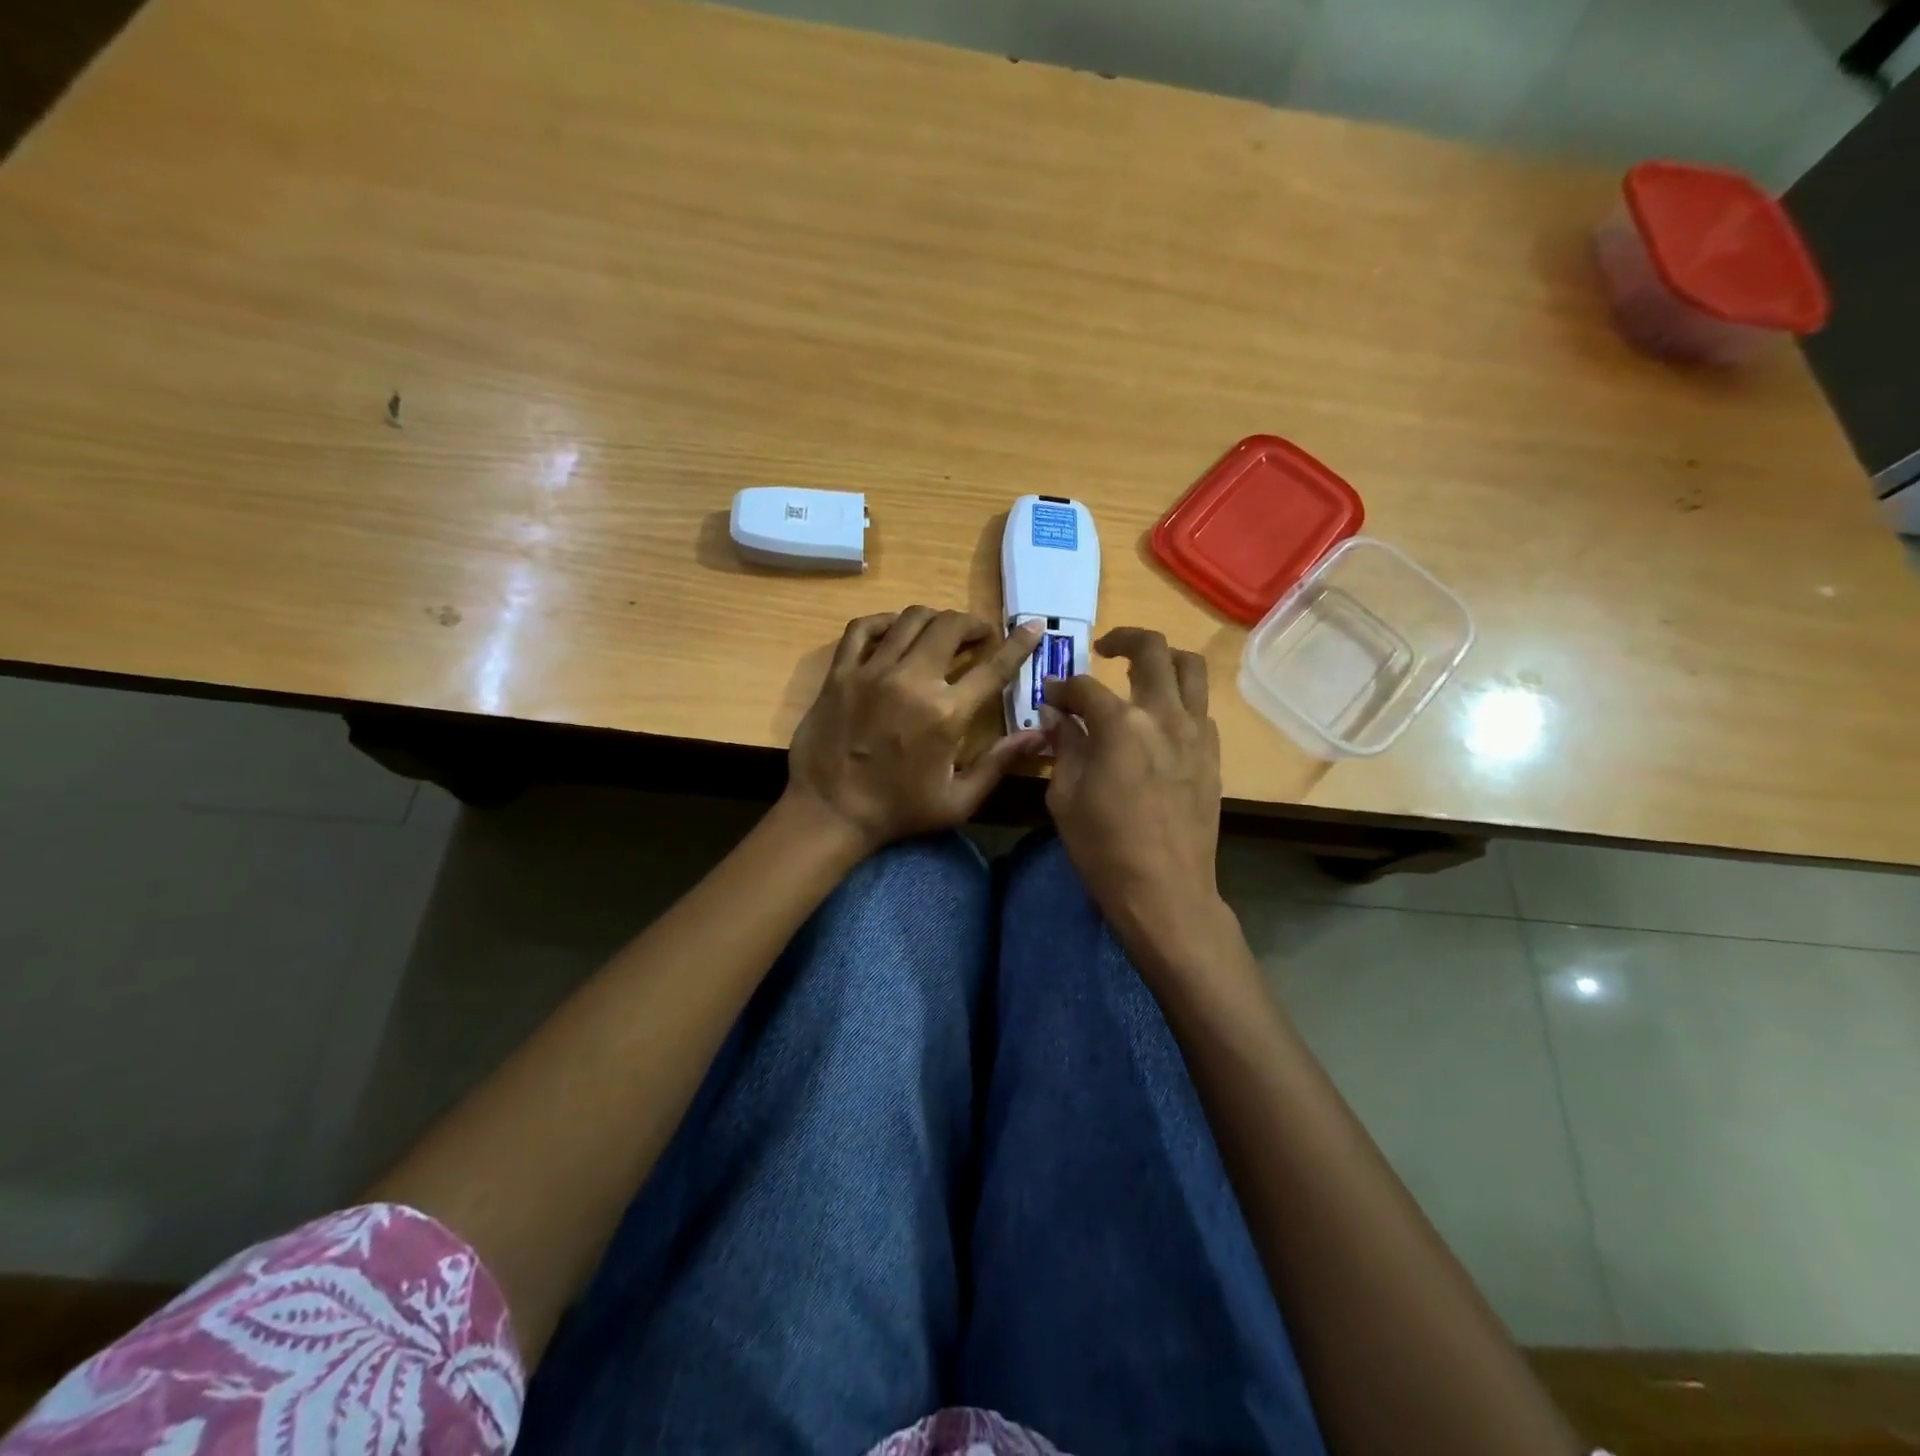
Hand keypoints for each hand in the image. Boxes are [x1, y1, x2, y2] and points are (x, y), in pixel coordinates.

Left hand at [787, 607, 1045, 853]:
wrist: (830, 812)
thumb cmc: (899, 810)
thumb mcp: (958, 800)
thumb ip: (999, 763)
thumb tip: (1039, 734)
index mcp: (946, 713)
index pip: (993, 667)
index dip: (1019, 643)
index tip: (1033, 626)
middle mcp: (912, 681)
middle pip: (950, 627)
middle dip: (972, 624)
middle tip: (979, 636)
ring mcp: (872, 672)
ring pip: (910, 619)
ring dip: (934, 619)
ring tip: (941, 631)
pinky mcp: (840, 673)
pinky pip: (862, 628)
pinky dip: (883, 621)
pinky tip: (894, 629)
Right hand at [1042, 628, 1236, 968]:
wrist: (1166, 891)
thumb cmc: (1104, 848)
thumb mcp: (1065, 798)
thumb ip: (1063, 746)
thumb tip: (1056, 715)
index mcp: (1121, 725)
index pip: (1086, 687)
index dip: (1062, 688)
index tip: (1050, 697)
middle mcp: (1164, 715)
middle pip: (1152, 650)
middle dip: (1123, 639)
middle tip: (1103, 649)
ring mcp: (1196, 733)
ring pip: (1191, 668)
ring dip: (1164, 658)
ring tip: (1141, 671)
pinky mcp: (1213, 754)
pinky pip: (1201, 707)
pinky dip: (1181, 699)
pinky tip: (1160, 720)